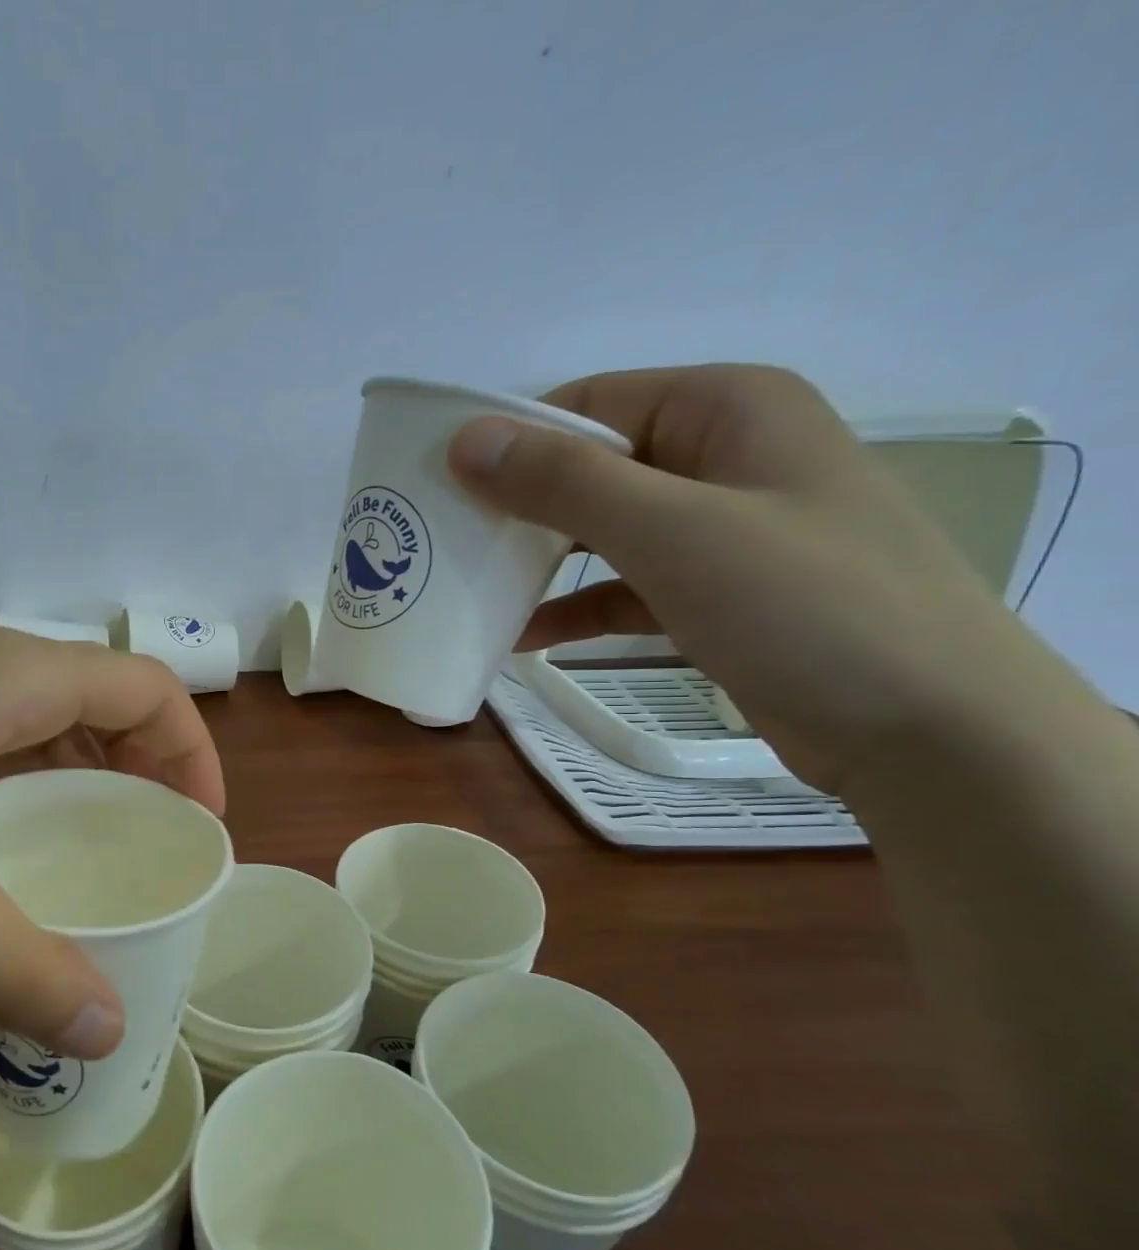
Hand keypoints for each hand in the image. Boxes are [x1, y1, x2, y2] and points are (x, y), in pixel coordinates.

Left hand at [0, 626, 223, 1056]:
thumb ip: (10, 963)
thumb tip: (107, 1030)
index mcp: (5, 676)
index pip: (144, 687)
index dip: (191, 750)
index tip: (198, 825)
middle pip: (97, 697)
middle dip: (143, 766)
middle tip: (148, 843)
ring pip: (35, 714)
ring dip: (78, 770)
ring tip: (82, 843)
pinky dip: (16, 774)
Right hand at [446, 365, 1037, 789]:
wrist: (927, 729)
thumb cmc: (802, 605)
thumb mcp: (672, 532)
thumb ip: (565, 482)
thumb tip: (465, 440)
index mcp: (726, 409)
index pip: (591, 402)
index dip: (512, 440)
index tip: (441, 489)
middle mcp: (724, 456)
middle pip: (593, 467)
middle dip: (519, 508)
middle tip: (445, 545)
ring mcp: (723, 530)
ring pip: (605, 531)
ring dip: (540, 563)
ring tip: (471, 593)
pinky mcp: (716, 594)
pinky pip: (626, 586)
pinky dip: (577, 609)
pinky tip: (525, 641)